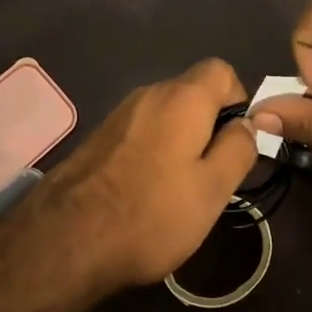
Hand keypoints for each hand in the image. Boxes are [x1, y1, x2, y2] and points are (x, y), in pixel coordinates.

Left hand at [0, 58, 256, 300]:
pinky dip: (153, 152)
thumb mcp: (213, 189)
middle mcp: (148, 94)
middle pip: (192, 93)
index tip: (237, 142)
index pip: (222, 70)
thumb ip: (238, 149)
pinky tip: (146, 192)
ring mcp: (118, 116)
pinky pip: (140, 133)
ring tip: (180, 189)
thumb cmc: (151, 214)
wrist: (64, 241)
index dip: (238, 100)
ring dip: (181, 142)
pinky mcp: (97, 139)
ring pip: (165, 115)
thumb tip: (247, 123)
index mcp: (182, 98)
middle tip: (213, 174)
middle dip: (210, 125)